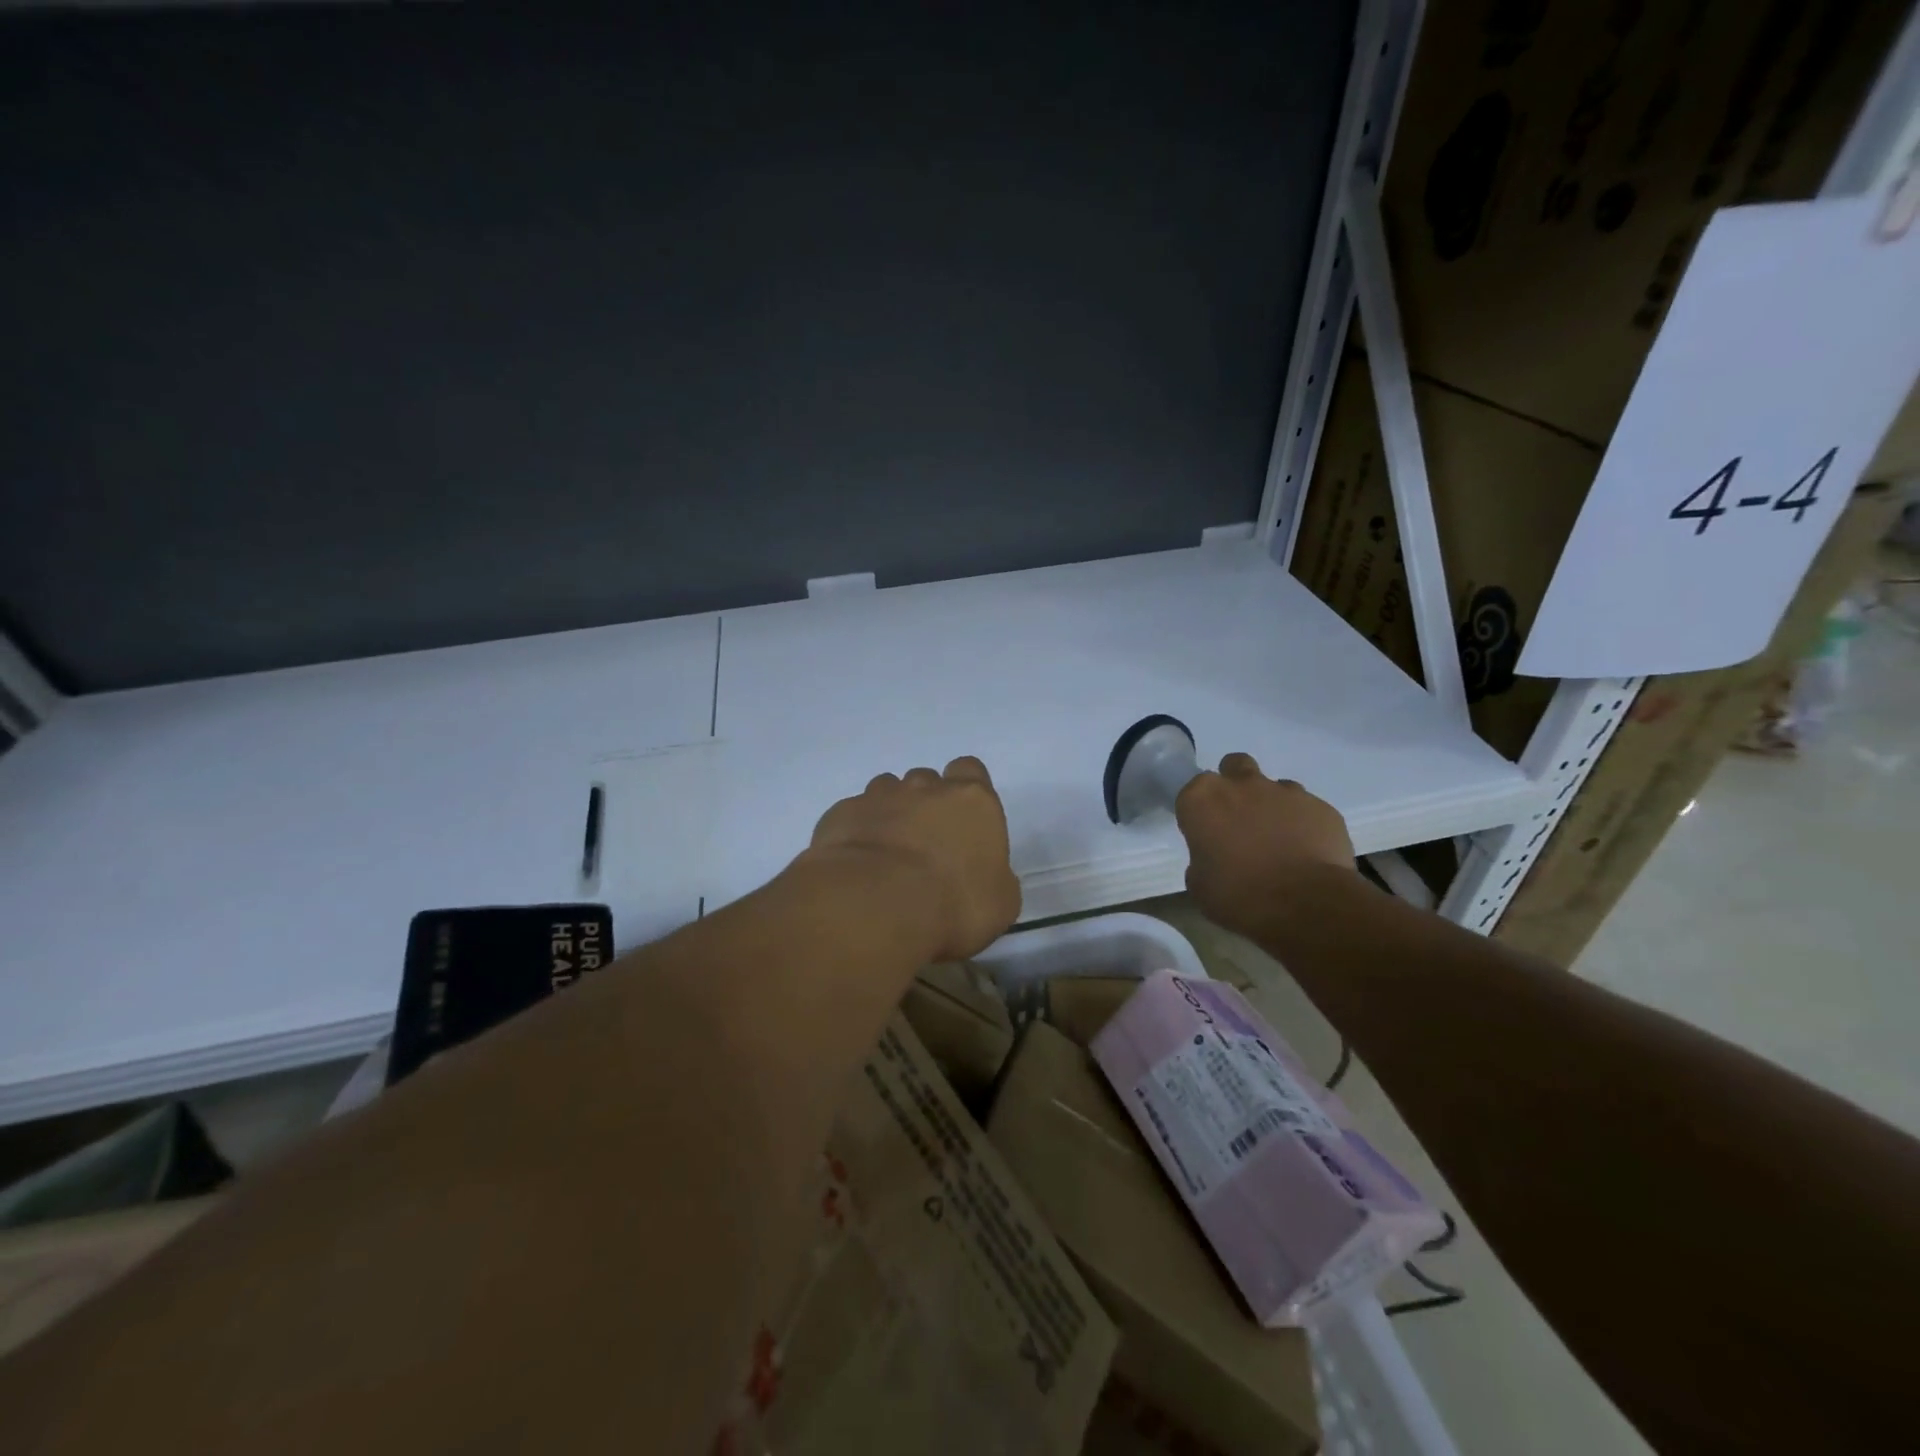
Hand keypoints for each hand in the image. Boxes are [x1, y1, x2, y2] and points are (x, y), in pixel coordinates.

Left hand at [807, 756, 1020, 961]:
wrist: (876, 905)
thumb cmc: (954, 904)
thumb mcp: (999, 904)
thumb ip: (996, 878)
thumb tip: (986, 878)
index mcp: (972, 800)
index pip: (970, 770)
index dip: (966, 790)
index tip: (963, 819)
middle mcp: (925, 788)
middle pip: (927, 781)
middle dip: (925, 804)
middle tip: (925, 845)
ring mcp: (878, 797)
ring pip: (886, 791)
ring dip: (890, 814)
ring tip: (888, 854)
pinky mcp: (841, 814)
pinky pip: (853, 815)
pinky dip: (857, 833)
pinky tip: (857, 865)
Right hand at [1175, 752, 1355, 937]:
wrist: (1306, 906)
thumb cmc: (1239, 896)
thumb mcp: (1200, 885)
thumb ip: (1202, 859)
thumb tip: (1215, 857)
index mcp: (1202, 799)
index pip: (1192, 791)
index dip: (1199, 811)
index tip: (1204, 833)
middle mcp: (1242, 784)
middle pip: (1233, 767)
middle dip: (1234, 785)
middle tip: (1239, 820)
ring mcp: (1285, 792)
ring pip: (1274, 786)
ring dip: (1271, 806)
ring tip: (1277, 841)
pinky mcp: (1321, 807)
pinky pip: (1307, 808)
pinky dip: (1303, 824)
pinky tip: (1305, 852)